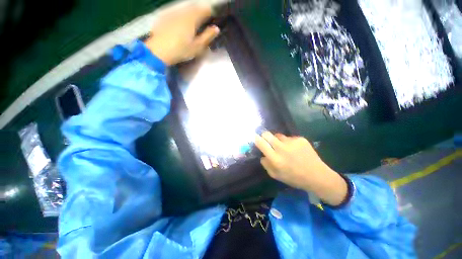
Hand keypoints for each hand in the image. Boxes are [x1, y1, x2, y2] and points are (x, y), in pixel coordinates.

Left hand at [144, 3, 219, 65]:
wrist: (159, 51)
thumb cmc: (181, 50)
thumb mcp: (197, 47)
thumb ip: (207, 37)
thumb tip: (216, 29)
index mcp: (192, 19)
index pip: (204, 10)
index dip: (209, 13)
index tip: (212, 18)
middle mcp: (182, 12)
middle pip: (194, 7)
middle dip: (200, 11)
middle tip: (203, 20)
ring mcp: (172, 13)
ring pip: (185, 8)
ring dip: (191, 12)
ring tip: (193, 22)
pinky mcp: (164, 17)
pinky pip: (176, 12)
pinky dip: (181, 15)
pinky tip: (180, 23)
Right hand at [255, 132, 347, 205]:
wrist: (317, 176)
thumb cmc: (294, 178)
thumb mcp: (276, 176)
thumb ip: (266, 165)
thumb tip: (262, 155)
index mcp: (275, 158)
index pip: (261, 143)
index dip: (256, 139)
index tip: (255, 137)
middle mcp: (282, 148)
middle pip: (267, 134)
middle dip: (264, 136)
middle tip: (267, 141)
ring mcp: (292, 142)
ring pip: (278, 135)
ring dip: (278, 140)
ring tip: (284, 148)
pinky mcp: (300, 139)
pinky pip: (289, 138)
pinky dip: (289, 142)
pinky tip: (295, 150)